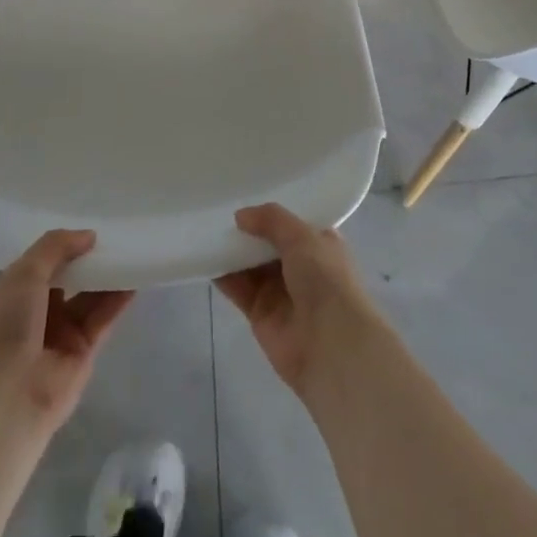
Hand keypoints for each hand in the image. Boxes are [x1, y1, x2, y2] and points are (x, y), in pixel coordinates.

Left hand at [0, 230, 132, 439]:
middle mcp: (36, 312)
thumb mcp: (24, 273)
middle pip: (69, 278)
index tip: (90, 225)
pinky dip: (119, 299)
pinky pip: (104, 318)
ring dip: (108, 276)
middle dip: (89, 259)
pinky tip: (135, 277)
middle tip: (117, 233)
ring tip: (132, 250)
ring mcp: (60, 334)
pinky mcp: (83, 352)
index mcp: (14, 293)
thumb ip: (56, 247)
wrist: (7, 398)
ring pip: (89, 297)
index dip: (64, 245)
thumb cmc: (6, 327)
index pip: (43, 263)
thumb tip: (89, 235)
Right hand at [215, 204, 386, 399]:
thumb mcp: (303, 237)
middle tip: (218, 208)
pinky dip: (223, 275)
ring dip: (233, 250)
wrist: (330, 344)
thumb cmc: (325, 279)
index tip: (247, 192)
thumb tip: (241, 215)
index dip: (273, 211)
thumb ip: (271, 220)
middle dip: (248, 229)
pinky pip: (238, 289)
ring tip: (207, 228)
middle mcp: (301, 264)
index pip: (293, 221)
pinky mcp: (261, 313)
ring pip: (251, 264)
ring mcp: (280, 290)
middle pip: (268, 242)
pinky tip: (206, 257)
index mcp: (320, 242)